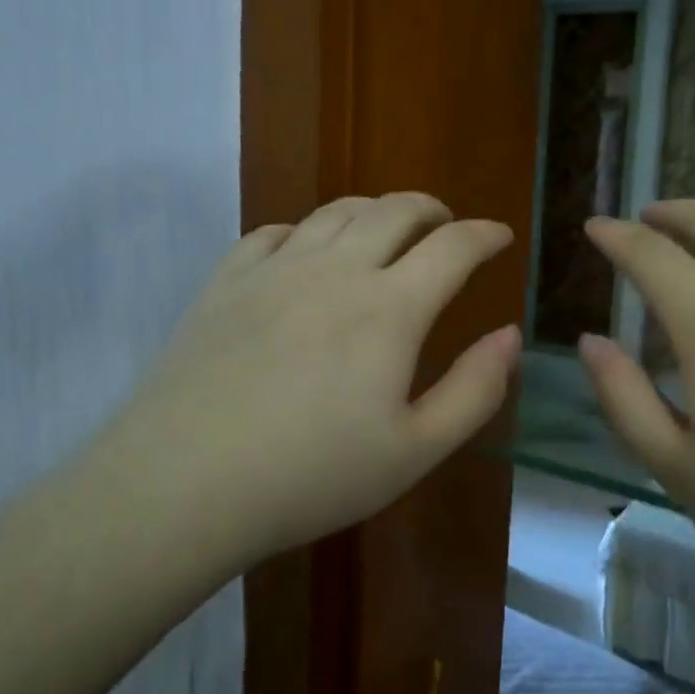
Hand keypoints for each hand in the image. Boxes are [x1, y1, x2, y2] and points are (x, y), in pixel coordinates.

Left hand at [102, 193, 519, 567]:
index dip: (484, 235)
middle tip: (446, 226)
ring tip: (387, 228)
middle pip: (395, 211)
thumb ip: (474, 390)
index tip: (500, 236)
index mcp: (389, 309)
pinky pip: (274, 232)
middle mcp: (336, 270)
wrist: (184, 483)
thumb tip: (510, 335)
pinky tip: (306, 250)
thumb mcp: (414, 451)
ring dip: (374, 210)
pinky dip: (306, 229)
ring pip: (336, 212)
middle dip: (432, 210)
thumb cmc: (311, 476)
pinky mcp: (225, 282)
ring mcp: (274, 270)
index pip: (452, 247)